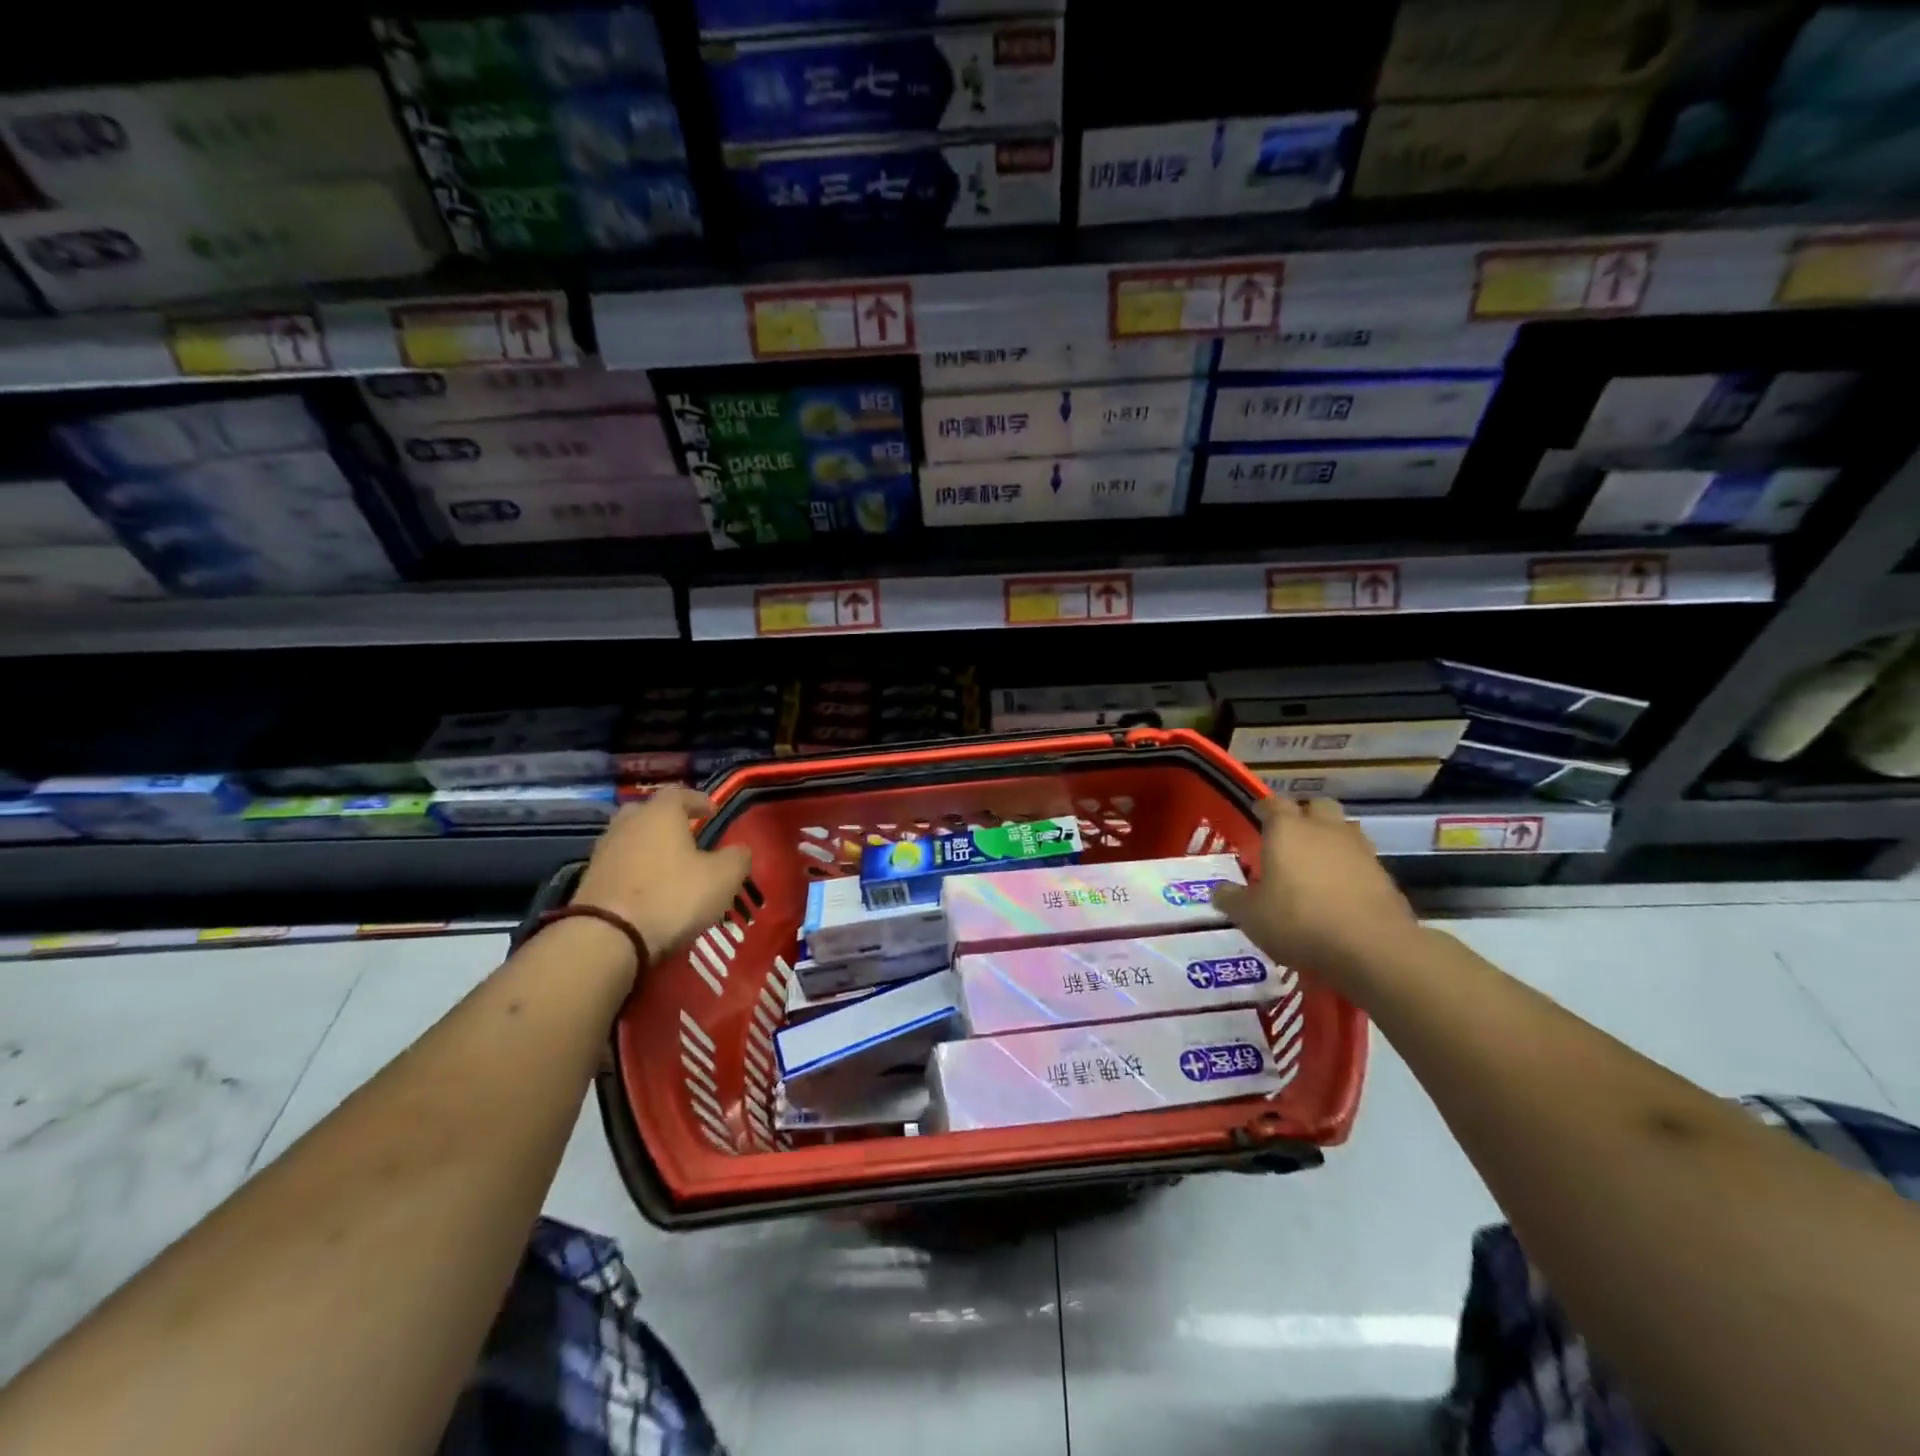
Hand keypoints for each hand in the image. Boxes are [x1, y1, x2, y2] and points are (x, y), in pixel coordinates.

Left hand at [572, 787, 751, 960]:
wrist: (606, 938)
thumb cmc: (672, 897)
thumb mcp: (723, 878)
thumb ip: (737, 858)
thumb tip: (739, 850)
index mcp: (661, 813)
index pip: (680, 793)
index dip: (699, 800)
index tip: (713, 812)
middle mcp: (628, 824)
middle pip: (648, 812)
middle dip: (667, 821)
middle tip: (686, 835)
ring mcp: (604, 851)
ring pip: (631, 839)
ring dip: (649, 848)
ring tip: (669, 866)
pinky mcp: (590, 880)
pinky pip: (619, 865)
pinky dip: (635, 871)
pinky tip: (648, 889)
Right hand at [1212, 796, 1421, 984]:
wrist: (1373, 949)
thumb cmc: (1299, 921)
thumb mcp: (1251, 916)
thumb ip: (1232, 899)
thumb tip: (1219, 891)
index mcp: (1287, 830)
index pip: (1273, 803)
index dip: (1263, 808)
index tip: (1256, 816)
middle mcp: (1324, 830)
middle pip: (1316, 806)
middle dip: (1304, 816)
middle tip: (1289, 839)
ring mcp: (1359, 850)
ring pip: (1343, 830)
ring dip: (1329, 840)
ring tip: (1315, 866)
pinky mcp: (1384, 875)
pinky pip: (1361, 860)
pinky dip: (1349, 869)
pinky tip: (1339, 893)